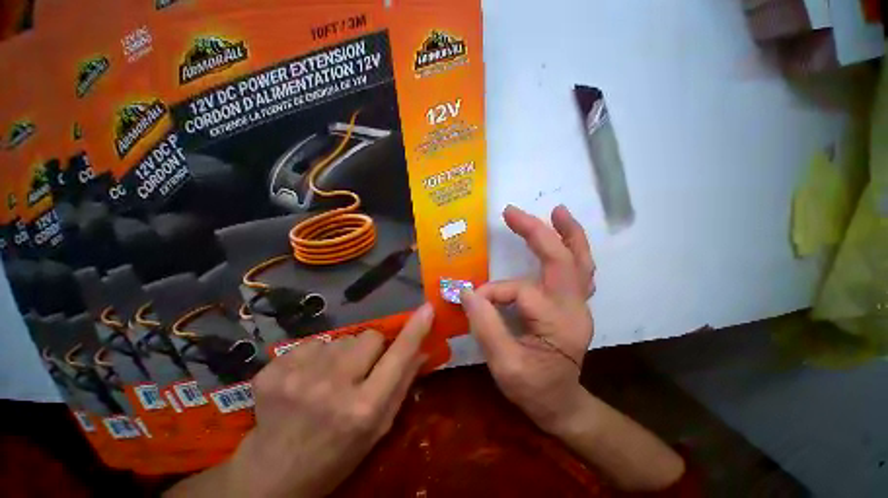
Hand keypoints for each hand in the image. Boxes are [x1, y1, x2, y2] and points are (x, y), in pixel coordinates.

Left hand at [217, 305, 433, 497]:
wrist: (272, 476)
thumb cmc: (336, 454)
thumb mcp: (377, 428)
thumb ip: (402, 385)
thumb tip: (423, 349)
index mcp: (363, 408)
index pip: (399, 356)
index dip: (415, 330)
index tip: (427, 309)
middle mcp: (332, 388)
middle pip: (369, 336)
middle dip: (371, 347)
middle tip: (360, 368)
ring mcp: (298, 376)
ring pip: (341, 339)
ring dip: (342, 353)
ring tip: (329, 378)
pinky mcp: (273, 370)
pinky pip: (312, 343)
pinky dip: (315, 356)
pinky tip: (305, 379)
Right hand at [460, 204, 594, 433]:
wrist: (562, 404)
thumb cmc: (534, 389)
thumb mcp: (504, 366)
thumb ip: (485, 326)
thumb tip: (467, 292)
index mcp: (558, 323)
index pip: (520, 292)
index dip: (493, 292)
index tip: (472, 300)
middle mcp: (574, 308)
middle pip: (562, 260)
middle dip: (537, 232)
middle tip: (513, 212)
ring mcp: (579, 304)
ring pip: (580, 261)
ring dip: (568, 233)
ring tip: (558, 211)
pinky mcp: (574, 304)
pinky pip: (578, 270)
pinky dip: (572, 248)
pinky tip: (563, 235)